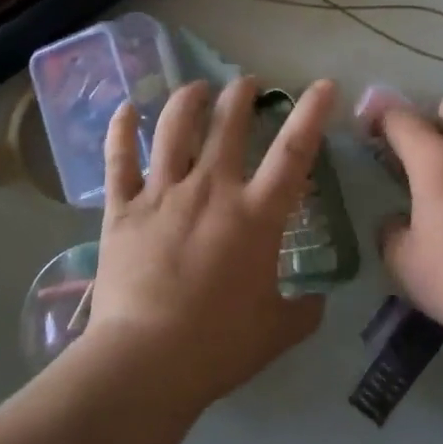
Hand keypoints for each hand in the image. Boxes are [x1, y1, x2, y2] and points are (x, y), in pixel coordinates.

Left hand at [90, 76, 336, 408]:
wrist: (146, 360)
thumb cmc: (219, 344)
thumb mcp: (277, 331)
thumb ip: (305, 311)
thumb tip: (319, 300)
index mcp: (256, 214)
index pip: (293, 152)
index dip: (311, 113)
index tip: (323, 84)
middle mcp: (211, 189)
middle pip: (228, 125)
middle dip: (241, 95)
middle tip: (247, 83)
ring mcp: (163, 193)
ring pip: (174, 129)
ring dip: (188, 100)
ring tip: (197, 87)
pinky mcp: (123, 208)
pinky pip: (119, 160)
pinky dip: (120, 130)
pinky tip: (125, 108)